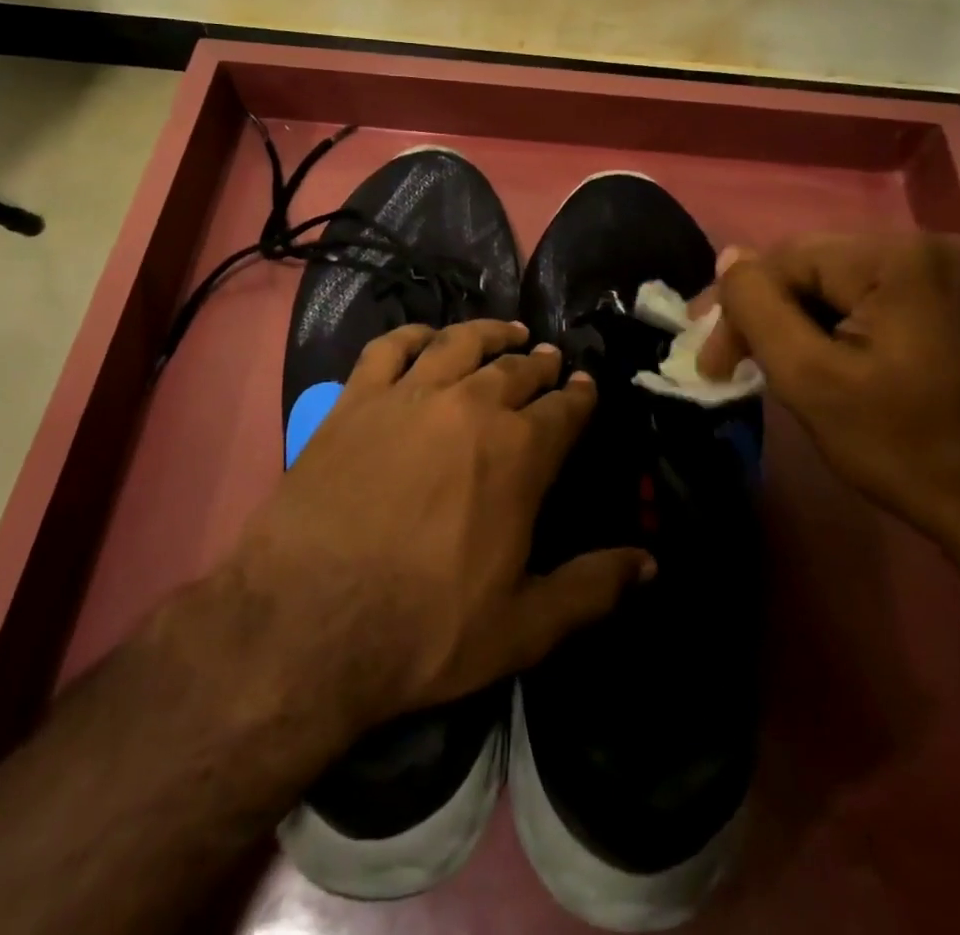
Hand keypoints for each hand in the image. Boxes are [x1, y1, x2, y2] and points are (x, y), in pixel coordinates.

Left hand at [223, 319, 654, 729]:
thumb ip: (592, 589)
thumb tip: (651, 563)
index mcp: (519, 454)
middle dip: (540, 363)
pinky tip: (427, 335)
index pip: (564, 410)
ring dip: (489, 333)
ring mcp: (409, 396)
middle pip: (515, 370)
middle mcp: (470, 407)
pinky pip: (390, 347)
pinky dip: (414, 334)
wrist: (307, 622)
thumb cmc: (424, 628)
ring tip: (507, 331)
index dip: (580, 396)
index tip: (586, 386)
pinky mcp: (356, 399)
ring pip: (460, 344)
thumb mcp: (524, 627)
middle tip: (550, 358)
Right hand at [696, 233, 959, 545]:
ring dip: (796, 320)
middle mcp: (927, 244)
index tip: (711, 363)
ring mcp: (946, 270)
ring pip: (836, 282)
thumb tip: (728, 257)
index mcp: (897, 257)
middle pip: (812, 266)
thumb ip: (758, 310)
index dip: (739, 307)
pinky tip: (816, 356)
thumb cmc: (906, 448)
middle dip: (766, 313)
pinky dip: (834, 323)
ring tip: (767, 363)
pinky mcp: (952, 297)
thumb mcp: (810, 380)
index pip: (786, 260)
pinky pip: (868, 295)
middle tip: (727, 361)